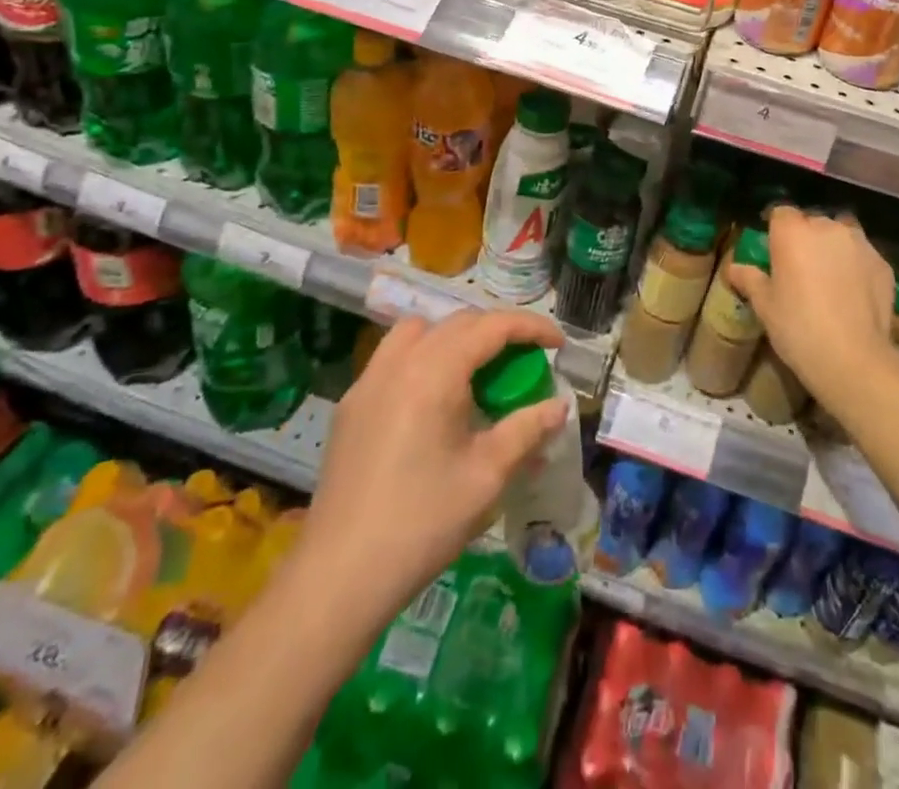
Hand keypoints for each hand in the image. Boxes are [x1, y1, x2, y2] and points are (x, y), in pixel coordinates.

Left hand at [299, 308, 567, 624]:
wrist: (339, 576)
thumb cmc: (422, 522)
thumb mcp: (487, 475)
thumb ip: (527, 430)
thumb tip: (559, 406)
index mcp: (435, 372)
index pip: (492, 326)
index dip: (530, 327)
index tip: (558, 343)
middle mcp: (399, 363)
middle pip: (457, 323)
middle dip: (497, 332)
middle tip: (524, 361)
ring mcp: (368, 382)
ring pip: (418, 331)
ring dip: (454, 337)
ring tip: (475, 372)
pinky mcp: (351, 406)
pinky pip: (393, 357)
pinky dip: (423, 357)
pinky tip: (434, 400)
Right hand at [725, 205, 898, 409]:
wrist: (853, 358)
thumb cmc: (798, 327)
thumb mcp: (765, 306)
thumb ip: (750, 279)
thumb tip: (733, 268)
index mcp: (793, 232)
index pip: (781, 213)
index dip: (776, 230)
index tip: (774, 251)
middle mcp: (828, 227)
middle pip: (813, 222)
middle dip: (806, 238)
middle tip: (800, 269)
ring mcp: (860, 243)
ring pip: (842, 234)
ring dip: (834, 248)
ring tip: (830, 277)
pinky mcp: (883, 263)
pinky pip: (864, 256)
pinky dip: (857, 266)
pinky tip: (853, 293)